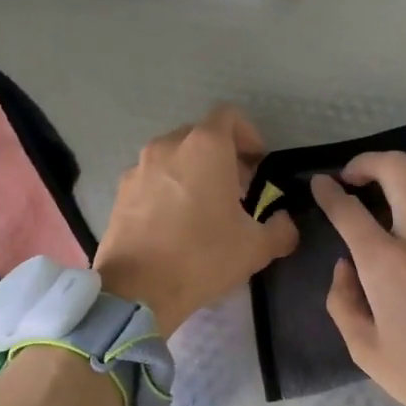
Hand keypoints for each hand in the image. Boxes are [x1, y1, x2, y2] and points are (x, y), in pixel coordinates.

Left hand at [94, 104, 299, 333]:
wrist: (137, 289)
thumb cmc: (202, 258)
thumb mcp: (256, 248)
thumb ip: (281, 229)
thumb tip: (284, 222)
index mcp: (205, 147)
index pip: (229, 116)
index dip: (248, 135)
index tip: (257, 165)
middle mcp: (169, 146)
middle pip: (201, 135)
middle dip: (222, 156)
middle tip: (237, 190)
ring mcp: (139, 167)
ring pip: (174, 156)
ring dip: (193, 171)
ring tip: (204, 208)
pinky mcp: (121, 191)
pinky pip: (152, 178)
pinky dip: (167, 188)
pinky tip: (174, 223)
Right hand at [313, 153, 405, 405]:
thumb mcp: (366, 352)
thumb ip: (342, 303)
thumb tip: (344, 266)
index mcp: (385, 263)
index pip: (347, 209)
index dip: (327, 192)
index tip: (319, 184)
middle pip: (393, 168)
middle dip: (366, 161)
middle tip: (354, 176)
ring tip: (397, 179)